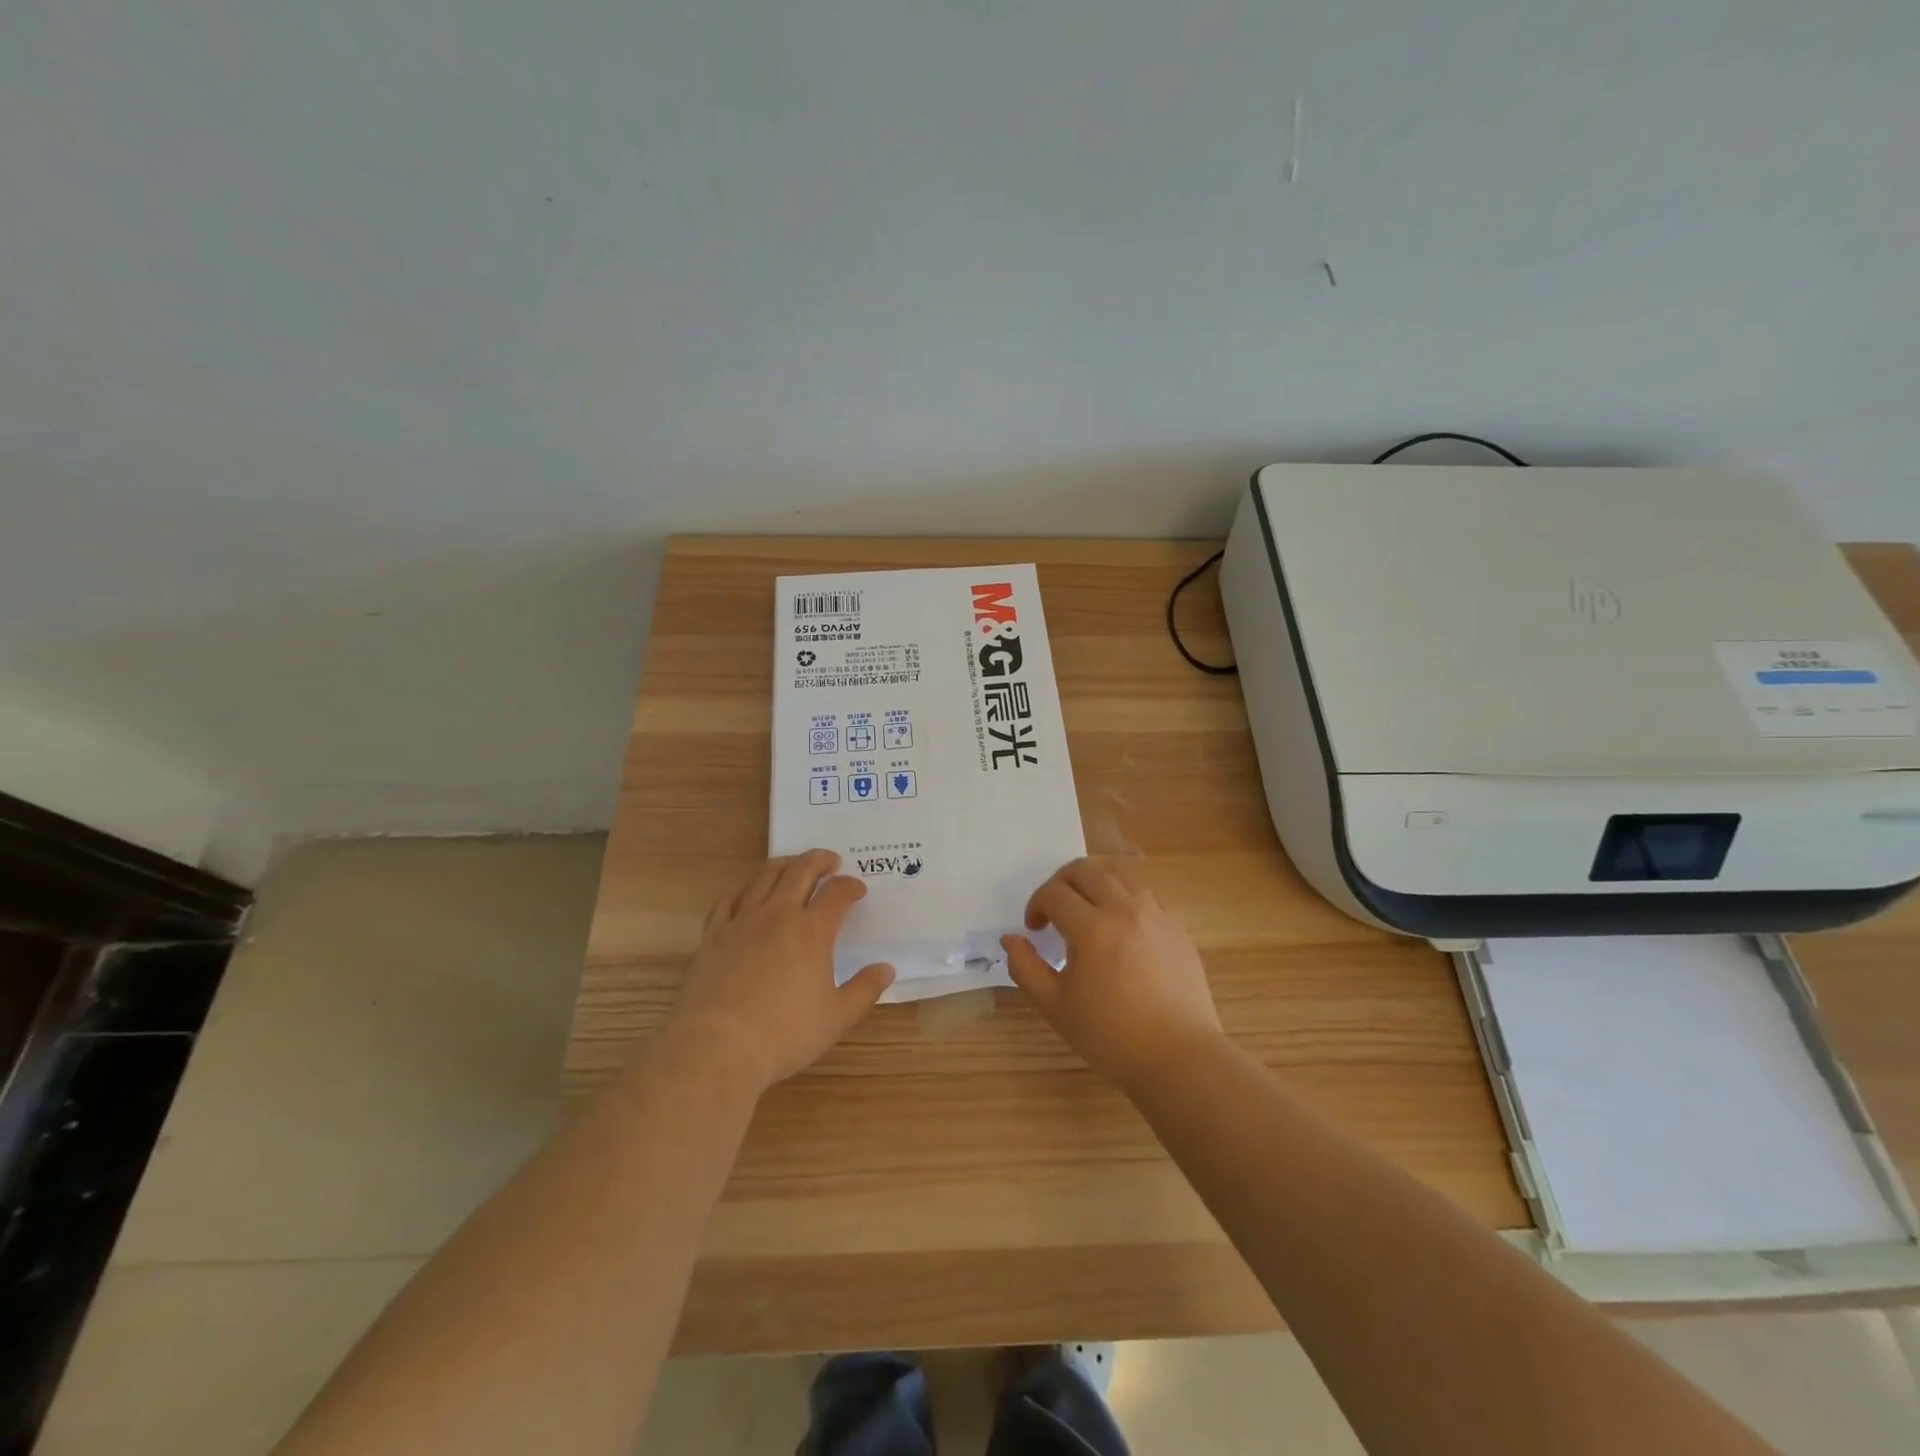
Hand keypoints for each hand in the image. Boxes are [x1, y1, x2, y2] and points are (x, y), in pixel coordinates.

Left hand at [668, 850, 894, 1092]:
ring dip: (785, 865)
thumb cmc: (784, 1034)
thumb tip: (886, 969)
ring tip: (794, 866)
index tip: (858, 890)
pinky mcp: (714, 934)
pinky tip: (749, 894)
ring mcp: (742, 921)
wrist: (717, 1047)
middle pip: (801, 871)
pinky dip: (745, 889)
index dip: (851, 886)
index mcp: (812, 931)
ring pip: (765, 876)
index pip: (837, 893)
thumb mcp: (837, 1017)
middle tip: (831, 861)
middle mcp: (778, 915)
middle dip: (820, 861)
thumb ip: (865, 989)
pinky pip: (729, 899)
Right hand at [1002, 857, 1223, 1090]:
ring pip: (1118, 874)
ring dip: (1094, 883)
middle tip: (1054, 911)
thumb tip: (1010, 939)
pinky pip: (1145, 894)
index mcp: (1092, 928)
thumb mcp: (1056, 1006)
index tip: (1034, 930)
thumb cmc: (1111, 1036)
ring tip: (1087, 911)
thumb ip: (1026, 968)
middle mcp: (1124, 909)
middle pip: (1085, 870)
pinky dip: (1124, 897)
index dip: (1036, 905)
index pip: (1054, 893)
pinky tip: (1120, 927)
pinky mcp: (1176, 927)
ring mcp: (1156, 914)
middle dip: (1060, 884)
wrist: (1179, 1058)